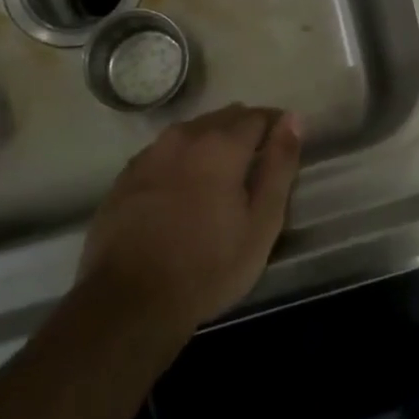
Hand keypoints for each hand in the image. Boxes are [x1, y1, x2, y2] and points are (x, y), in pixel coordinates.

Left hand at [77, 104, 301, 332]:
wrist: (129, 301)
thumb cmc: (209, 266)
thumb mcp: (261, 222)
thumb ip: (279, 166)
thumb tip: (293, 119)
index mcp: (221, 144)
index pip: (257, 116)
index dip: (275, 126)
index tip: (283, 146)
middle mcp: (184, 137)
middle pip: (223, 118)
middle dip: (244, 131)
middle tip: (256, 163)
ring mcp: (150, 154)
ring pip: (191, 132)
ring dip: (211, 143)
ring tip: (221, 176)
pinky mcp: (126, 176)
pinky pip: (164, 153)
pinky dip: (181, 160)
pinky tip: (183, 189)